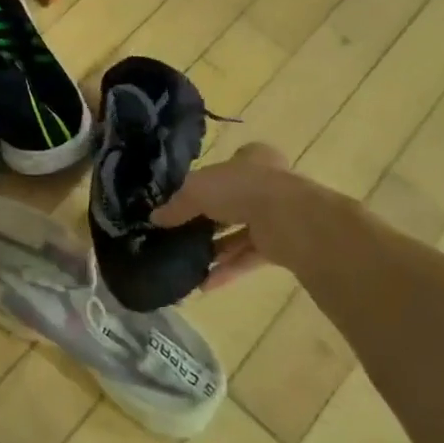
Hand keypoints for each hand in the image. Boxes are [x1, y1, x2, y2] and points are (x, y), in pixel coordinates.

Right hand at [153, 141, 295, 289]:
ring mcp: (277, 216)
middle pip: (232, 202)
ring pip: (241, 233)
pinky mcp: (282, 245)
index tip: (188, 196)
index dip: (210, 179)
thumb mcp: (195, 190)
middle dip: (209, 220)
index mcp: (252, 159)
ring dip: (216, 249)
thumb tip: (155, 219)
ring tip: (188, 262)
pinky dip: (228, 270)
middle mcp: (268, 184)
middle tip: (183, 233)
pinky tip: (204, 283)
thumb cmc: (239, 189)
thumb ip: (176, 205)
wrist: (288, 220)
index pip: (230, 164)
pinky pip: (250, 257)